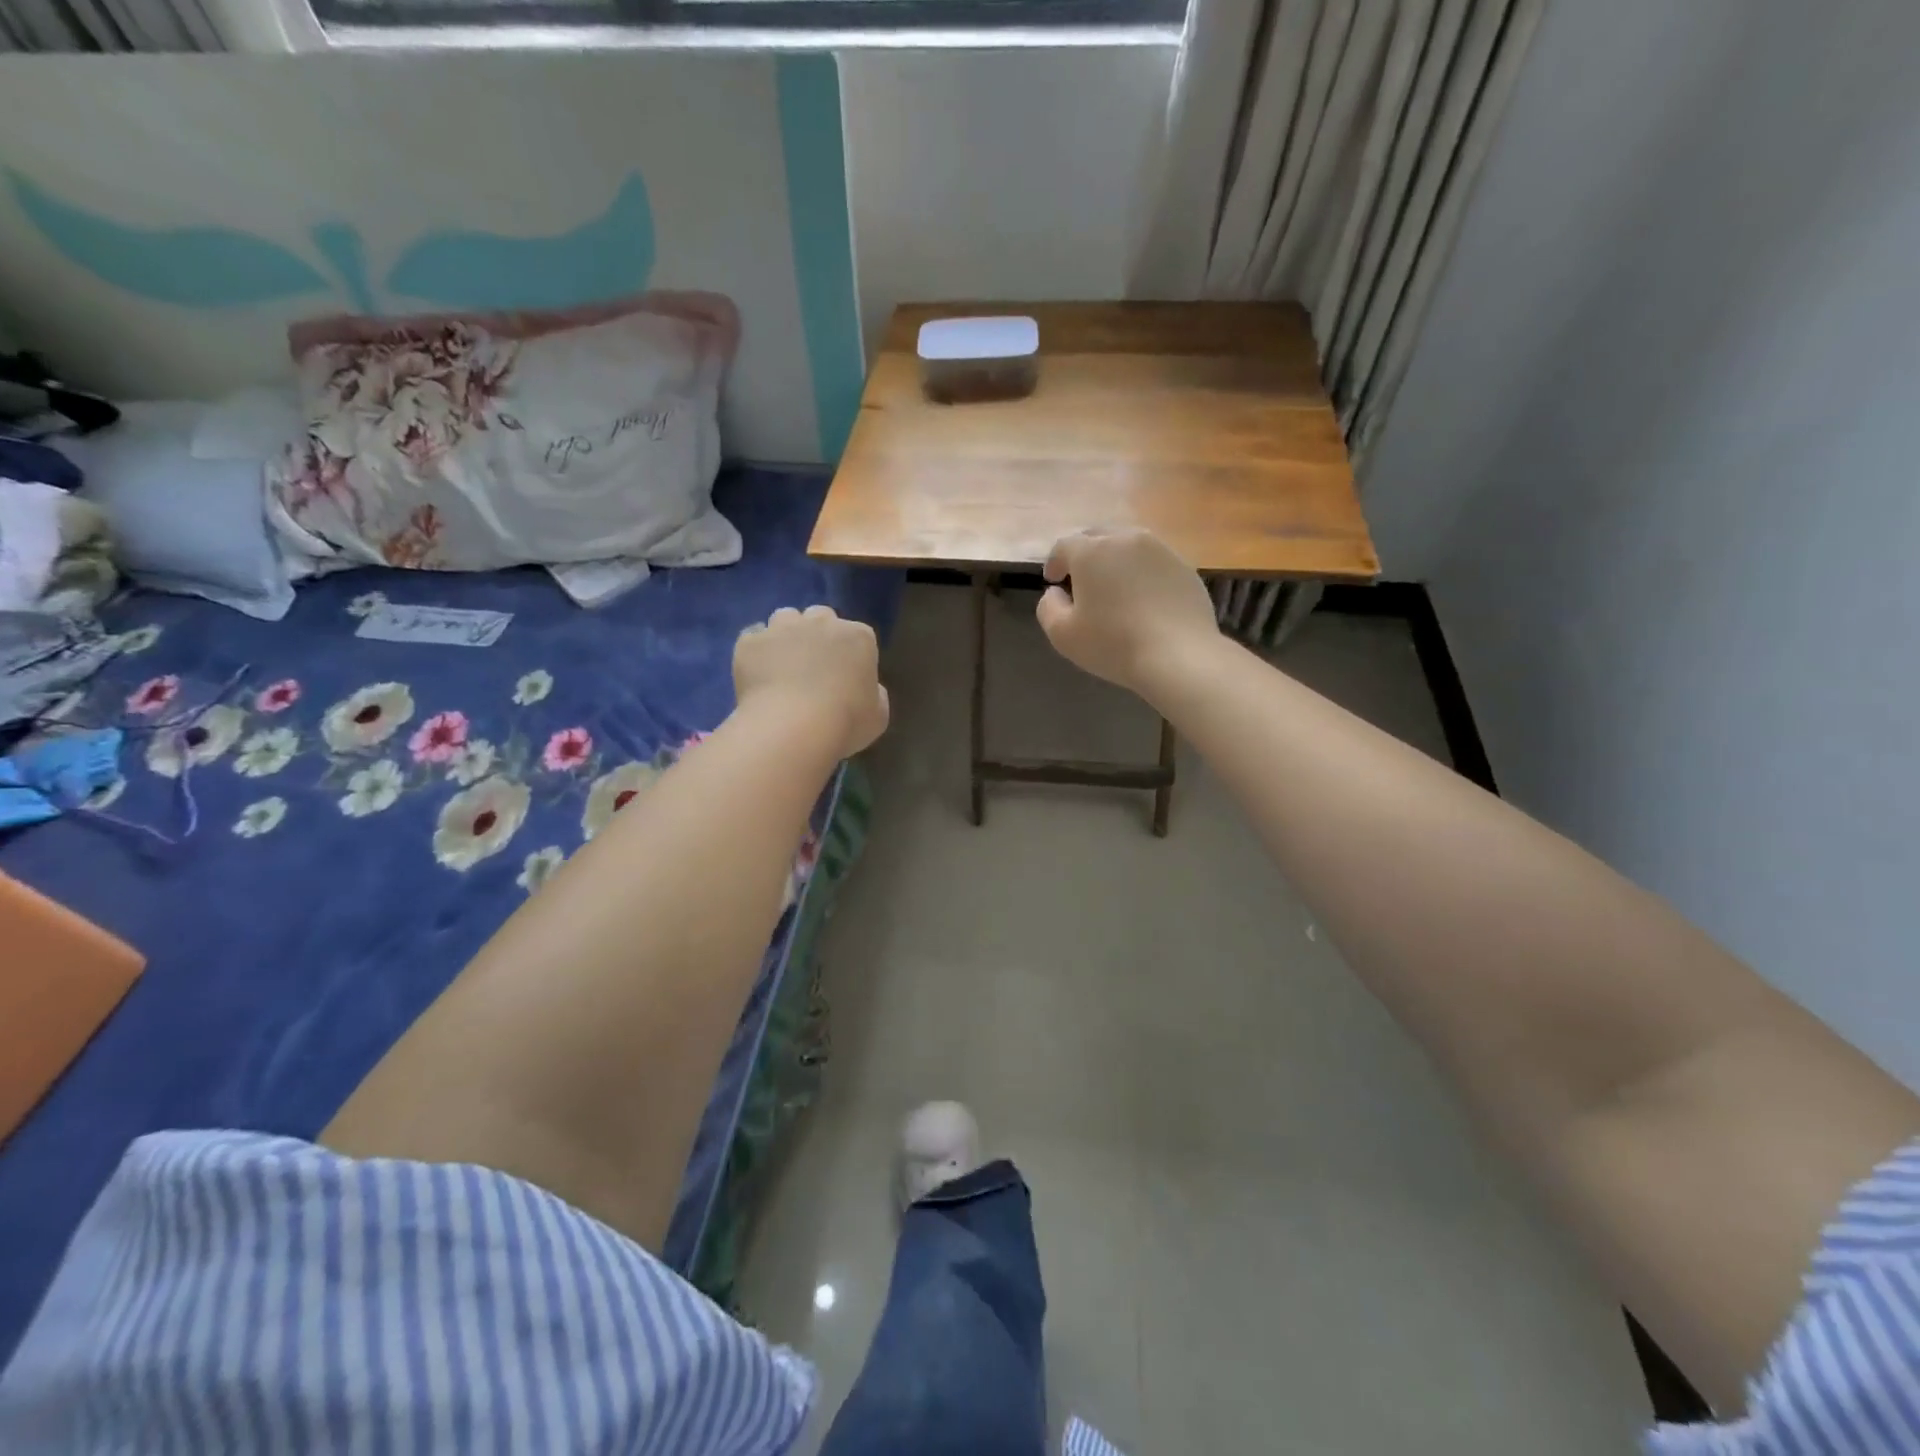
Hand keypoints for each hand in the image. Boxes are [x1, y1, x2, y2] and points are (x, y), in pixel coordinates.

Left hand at [734, 605, 889, 757]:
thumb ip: (874, 694)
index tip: (845, 677)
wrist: (792, 727)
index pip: (858, 635)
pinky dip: (756, 651)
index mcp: (858, 637)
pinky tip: (758, 674)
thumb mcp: (878, 715)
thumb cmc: (845, 723)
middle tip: (813, 666)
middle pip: (820, 617)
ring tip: (782, 665)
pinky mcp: (750, 641)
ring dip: (786, 635)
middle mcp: (821, 622)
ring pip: (785, 618)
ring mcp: (783, 628)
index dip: (851, 654)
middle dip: (818, 635)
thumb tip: (864, 688)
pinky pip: (753, 638)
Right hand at [1036, 528, 1219, 694]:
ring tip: (1114, 587)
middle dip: (1085, 554)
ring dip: (1116, 561)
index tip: (1053, 581)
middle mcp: (1126, 539)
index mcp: (1091, 551)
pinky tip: (1144, 600)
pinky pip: (1154, 563)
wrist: (1179, 656)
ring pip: (1129, 546)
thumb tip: (1055, 593)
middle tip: (1081, 580)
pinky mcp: (1185, 567)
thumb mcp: (1063, 635)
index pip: (1064, 546)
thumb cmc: (1113, 644)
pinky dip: (1143, 574)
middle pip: (1098, 537)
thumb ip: (1048, 607)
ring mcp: (1161, 550)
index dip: (1054, 563)